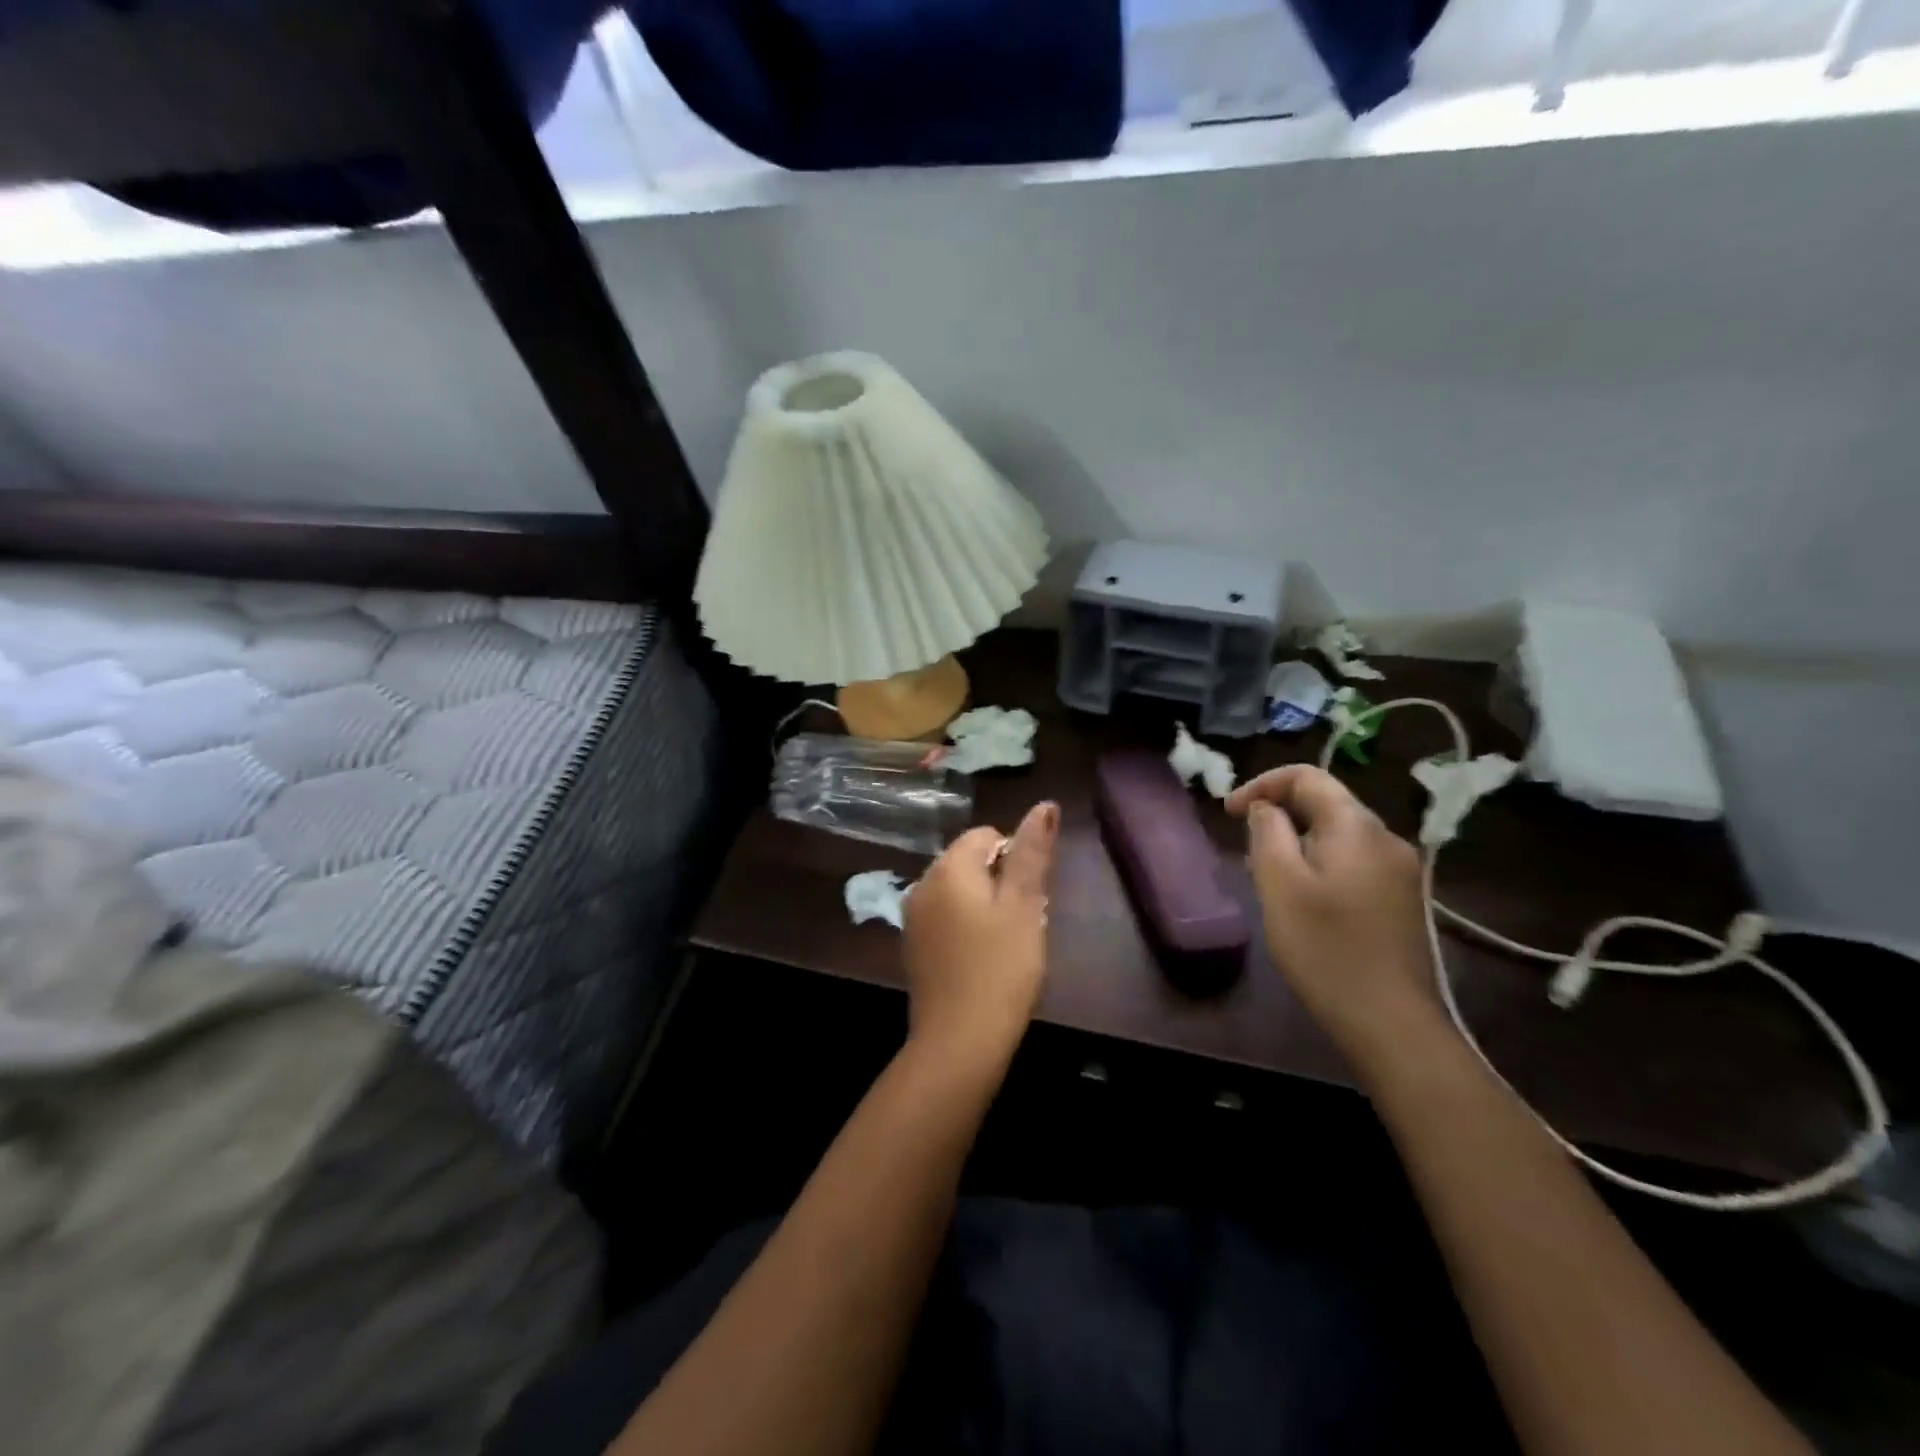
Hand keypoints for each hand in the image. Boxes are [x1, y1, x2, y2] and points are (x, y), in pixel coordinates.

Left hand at [902, 801, 1058, 1069]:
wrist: (958, 1042)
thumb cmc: (1000, 969)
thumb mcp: (1025, 906)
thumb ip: (1032, 853)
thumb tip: (1045, 805)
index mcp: (948, 867)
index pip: (985, 835)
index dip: (1014, 858)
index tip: (1029, 898)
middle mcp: (922, 883)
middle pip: (969, 862)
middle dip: (999, 881)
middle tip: (1022, 923)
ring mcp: (913, 917)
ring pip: (958, 892)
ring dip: (984, 906)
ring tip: (1005, 944)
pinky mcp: (913, 946)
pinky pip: (945, 918)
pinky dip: (966, 927)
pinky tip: (982, 959)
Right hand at [1225, 765, 1443, 1069]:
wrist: (1391, 1023)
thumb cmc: (1325, 949)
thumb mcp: (1279, 885)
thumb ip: (1267, 833)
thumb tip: (1264, 808)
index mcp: (1357, 827)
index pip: (1307, 777)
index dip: (1262, 784)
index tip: (1228, 812)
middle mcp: (1386, 839)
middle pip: (1326, 803)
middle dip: (1279, 813)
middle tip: (1244, 846)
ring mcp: (1400, 871)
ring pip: (1338, 834)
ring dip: (1298, 840)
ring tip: (1268, 873)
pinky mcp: (1402, 900)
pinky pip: (1353, 861)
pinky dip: (1320, 863)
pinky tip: (1304, 898)